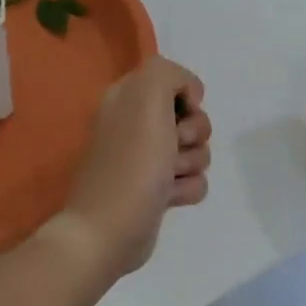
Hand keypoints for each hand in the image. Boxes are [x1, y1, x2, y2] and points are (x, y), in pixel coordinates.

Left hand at [51, 56, 211, 284]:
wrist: (109, 231)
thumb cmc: (131, 161)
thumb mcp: (147, 96)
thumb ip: (169, 74)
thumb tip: (189, 97)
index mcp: (127, 98)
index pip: (174, 81)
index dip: (186, 96)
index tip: (182, 111)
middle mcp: (135, 125)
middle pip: (192, 118)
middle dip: (193, 133)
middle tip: (173, 146)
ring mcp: (146, 160)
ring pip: (197, 150)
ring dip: (191, 163)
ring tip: (167, 178)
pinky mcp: (157, 191)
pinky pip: (193, 180)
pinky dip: (187, 189)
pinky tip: (169, 199)